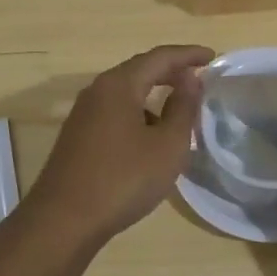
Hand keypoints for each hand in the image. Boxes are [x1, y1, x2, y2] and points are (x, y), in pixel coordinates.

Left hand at [10, 45, 211, 253]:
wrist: (63, 221)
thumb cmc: (123, 179)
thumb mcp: (166, 145)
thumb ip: (183, 108)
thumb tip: (190, 78)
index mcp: (119, 85)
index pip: (159, 57)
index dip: (188, 54)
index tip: (212, 57)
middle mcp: (97, 91)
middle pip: (139, 70)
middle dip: (171, 71)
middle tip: (199, 77)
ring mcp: (83, 114)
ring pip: (126, 93)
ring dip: (154, 94)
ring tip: (180, 110)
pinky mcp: (78, 136)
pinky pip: (115, 112)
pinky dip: (139, 113)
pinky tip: (151, 137)